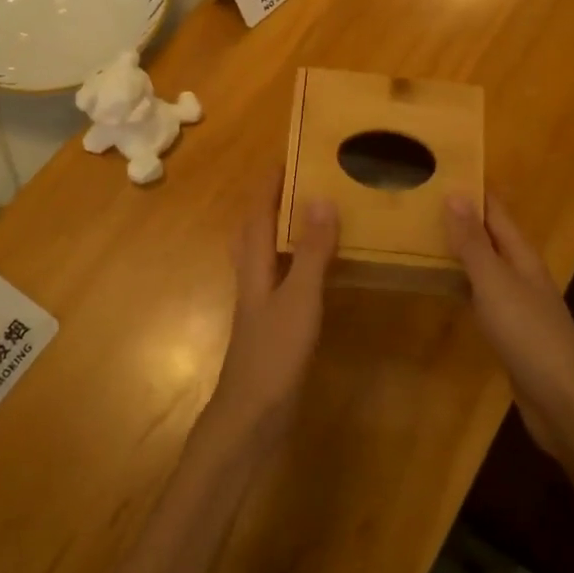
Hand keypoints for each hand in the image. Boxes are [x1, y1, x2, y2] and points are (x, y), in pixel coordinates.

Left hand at [207, 176, 338, 453]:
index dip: (270, 184)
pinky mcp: (272, 323)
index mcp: (255, 265)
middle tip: (302, 179)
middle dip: (272, 201)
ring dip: (284, 228)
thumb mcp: (299, 299)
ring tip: (315, 211)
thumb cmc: (273, 354)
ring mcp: (261, 302)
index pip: (258, 212)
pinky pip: (284, 276)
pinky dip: (298, 260)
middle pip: (256, 229)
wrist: (252, 417)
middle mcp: (254, 277)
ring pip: (268, 252)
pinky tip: (320, 267)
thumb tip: (322, 199)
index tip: (288, 155)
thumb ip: (313, 253)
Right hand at [445, 195, 573, 458]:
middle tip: (423, 200)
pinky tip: (446, 287)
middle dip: (463, 217)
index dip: (474, 190)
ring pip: (487, 266)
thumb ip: (474, 243)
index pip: (496, 212)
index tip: (444, 168)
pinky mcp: (512, 332)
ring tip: (424, 235)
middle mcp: (523, 274)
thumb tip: (456, 193)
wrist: (564, 402)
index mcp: (522, 256)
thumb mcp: (495, 283)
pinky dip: (464, 283)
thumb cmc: (529, 334)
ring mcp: (519, 305)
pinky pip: (483, 295)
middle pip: (492, 236)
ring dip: (462, 250)